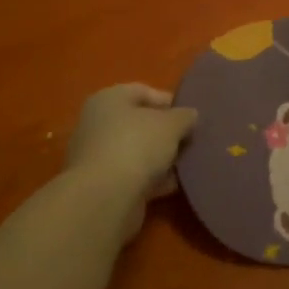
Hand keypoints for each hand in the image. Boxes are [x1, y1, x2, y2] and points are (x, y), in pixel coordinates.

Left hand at [64, 83, 197, 218]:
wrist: (106, 197)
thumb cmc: (137, 145)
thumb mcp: (171, 124)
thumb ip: (184, 116)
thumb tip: (190, 115)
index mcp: (108, 99)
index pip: (143, 91)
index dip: (169, 101)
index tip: (191, 116)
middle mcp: (97, 124)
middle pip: (139, 123)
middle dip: (166, 132)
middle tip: (191, 140)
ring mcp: (97, 156)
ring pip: (137, 152)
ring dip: (161, 158)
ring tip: (187, 164)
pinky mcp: (102, 185)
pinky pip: (134, 176)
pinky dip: (153, 179)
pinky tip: (174, 185)